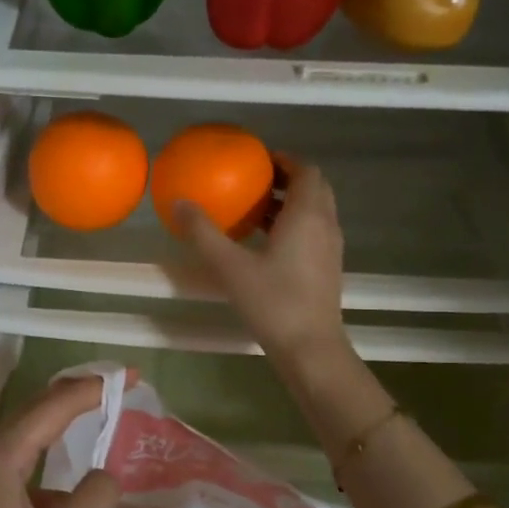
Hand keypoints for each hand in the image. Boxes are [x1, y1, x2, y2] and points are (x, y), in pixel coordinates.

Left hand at [0, 376, 119, 507]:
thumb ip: (95, 497)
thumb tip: (104, 476)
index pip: (50, 406)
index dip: (91, 388)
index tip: (128, 378)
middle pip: (35, 421)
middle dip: (76, 405)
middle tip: (116, 393)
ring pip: (32, 464)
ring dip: (69, 472)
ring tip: (104, 490)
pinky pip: (25, 497)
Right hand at [178, 156, 347, 363]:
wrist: (310, 348)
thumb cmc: (273, 302)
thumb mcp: (230, 266)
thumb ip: (203, 233)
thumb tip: (178, 202)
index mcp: (307, 215)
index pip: (307, 171)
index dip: (285, 160)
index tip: (259, 159)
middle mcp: (325, 225)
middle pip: (314, 188)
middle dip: (288, 179)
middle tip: (255, 181)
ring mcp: (330, 249)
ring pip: (315, 212)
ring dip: (290, 204)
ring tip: (254, 209)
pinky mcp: (327, 269)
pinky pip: (313, 232)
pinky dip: (293, 225)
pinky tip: (264, 243)